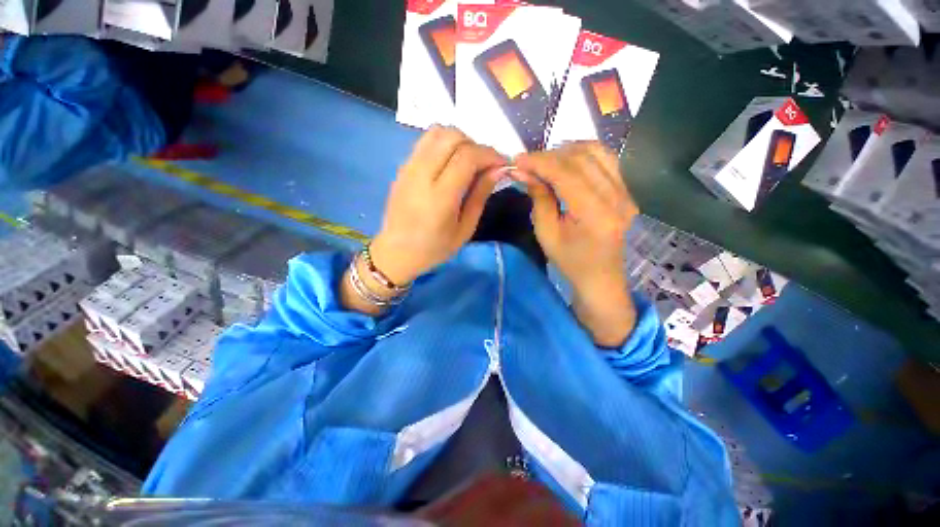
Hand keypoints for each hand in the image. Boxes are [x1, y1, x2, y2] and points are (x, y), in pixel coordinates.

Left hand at [370, 126, 505, 284]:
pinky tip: (450, 163)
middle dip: (476, 145)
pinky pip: (426, 142)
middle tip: (484, 165)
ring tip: (468, 162)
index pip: (467, 156)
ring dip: (459, 141)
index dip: (489, 154)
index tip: (502, 164)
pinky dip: (444, 144)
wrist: (396, 252)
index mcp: (440, 196)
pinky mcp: (402, 167)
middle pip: (452, 136)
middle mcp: (421, 174)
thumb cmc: (434, 248)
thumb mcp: (465, 229)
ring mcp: (408, 167)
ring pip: (437, 132)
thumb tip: (498, 170)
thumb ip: (480, 196)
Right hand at [514, 142, 638, 346]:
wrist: (600, 276)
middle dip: (549, 155)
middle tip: (528, 163)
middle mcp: (616, 197)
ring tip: (546, 161)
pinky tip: (567, 162)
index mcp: (595, 214)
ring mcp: (626, 192)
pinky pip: (606, 160)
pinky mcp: (626, 190)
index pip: (566, 173)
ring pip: (597, 152)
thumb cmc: (569, 260)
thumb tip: (524, 171)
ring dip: (567, 151)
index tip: (517, 160)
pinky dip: (583, 154)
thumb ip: (538, 198)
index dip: (540, 162)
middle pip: (581, 158)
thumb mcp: (546, 233)